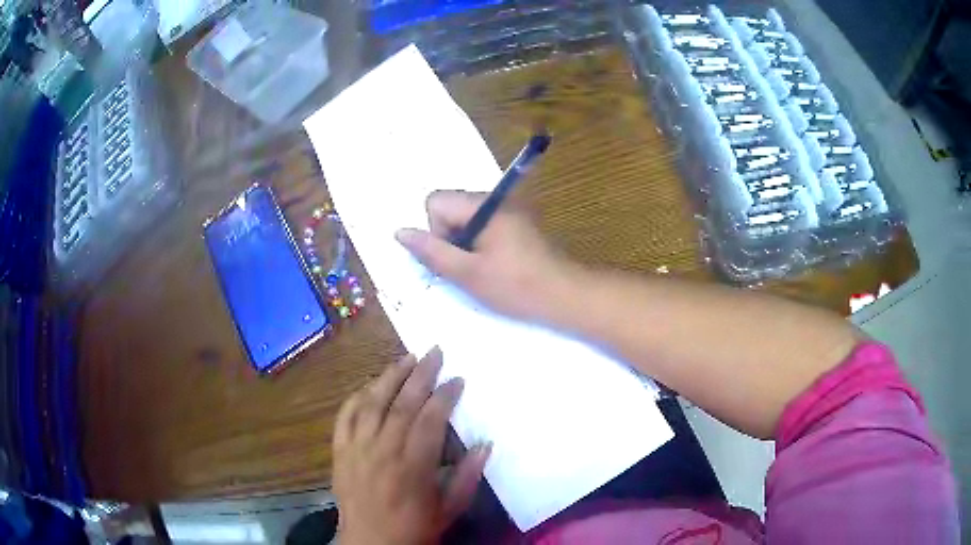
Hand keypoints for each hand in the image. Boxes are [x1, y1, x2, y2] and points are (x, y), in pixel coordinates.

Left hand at [333, 348, 490, 544]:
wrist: (370, 542)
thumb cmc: (414, 527)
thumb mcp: (450, 508)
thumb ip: (468, 475)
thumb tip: (486, 444)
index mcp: (412, 466)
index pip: (430, 419)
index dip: (445, 395)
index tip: (458, 378)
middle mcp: (382, 450)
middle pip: (401, 403)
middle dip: (421, 374)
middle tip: (435, 351)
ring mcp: (357, 448)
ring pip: (372, 403)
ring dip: (389, 377)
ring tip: (406, 358)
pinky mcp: (340, 451)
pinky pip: (345, 416)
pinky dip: (357, 397)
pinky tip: (369, 384)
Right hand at [395, 191, 575, 321]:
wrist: (564, 296)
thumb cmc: (516, 286)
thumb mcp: (467, 273)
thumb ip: (432, 252)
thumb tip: (400, 232)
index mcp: (483, 205)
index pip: (435, 201)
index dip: (436, 230)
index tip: (455, 257)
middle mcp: (495, 200)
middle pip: (450, 208)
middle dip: (449, 238)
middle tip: (467, 268)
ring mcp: (508, 212)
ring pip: (465, 220)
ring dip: (464, 245)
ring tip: (482, 271)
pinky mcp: (516, 225)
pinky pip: (483, 227)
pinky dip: (479, 246)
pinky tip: (494, 268)